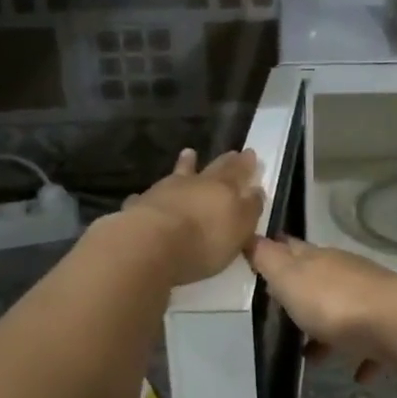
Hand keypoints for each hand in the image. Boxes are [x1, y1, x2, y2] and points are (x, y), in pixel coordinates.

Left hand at [122, 148, 263, 285]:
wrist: (151, 245)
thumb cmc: (204, 240)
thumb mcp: (240, 228)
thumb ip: (250, 207)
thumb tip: (256, 189)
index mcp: (223, 188)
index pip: (239, 171)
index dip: (245, 164)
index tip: (250, 153)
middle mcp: (195, 183)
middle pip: (213, 169)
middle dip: (224, 162)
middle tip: (231, 153)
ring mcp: (164, 191)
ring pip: (179, 174)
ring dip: (185, 165)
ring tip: (189, 153)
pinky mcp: (140, 206)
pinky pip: (147, 197)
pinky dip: (151, 195)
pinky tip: (145, 195)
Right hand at [248, 235, 396, 382]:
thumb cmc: (334, 303)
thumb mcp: (290, 278)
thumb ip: (269, 260)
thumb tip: (252, 236)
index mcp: (320, 260)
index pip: (293, 249)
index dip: (277, 252)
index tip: (262, 259)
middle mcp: (347, 275)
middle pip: (320, 282)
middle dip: (302, 297)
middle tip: (283, 317)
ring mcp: (373, 301)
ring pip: (345, 314)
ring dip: (329, 333)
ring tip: (313, 358)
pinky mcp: (392, 329)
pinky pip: (373, 344)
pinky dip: (364, 356)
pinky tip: (357, 376)